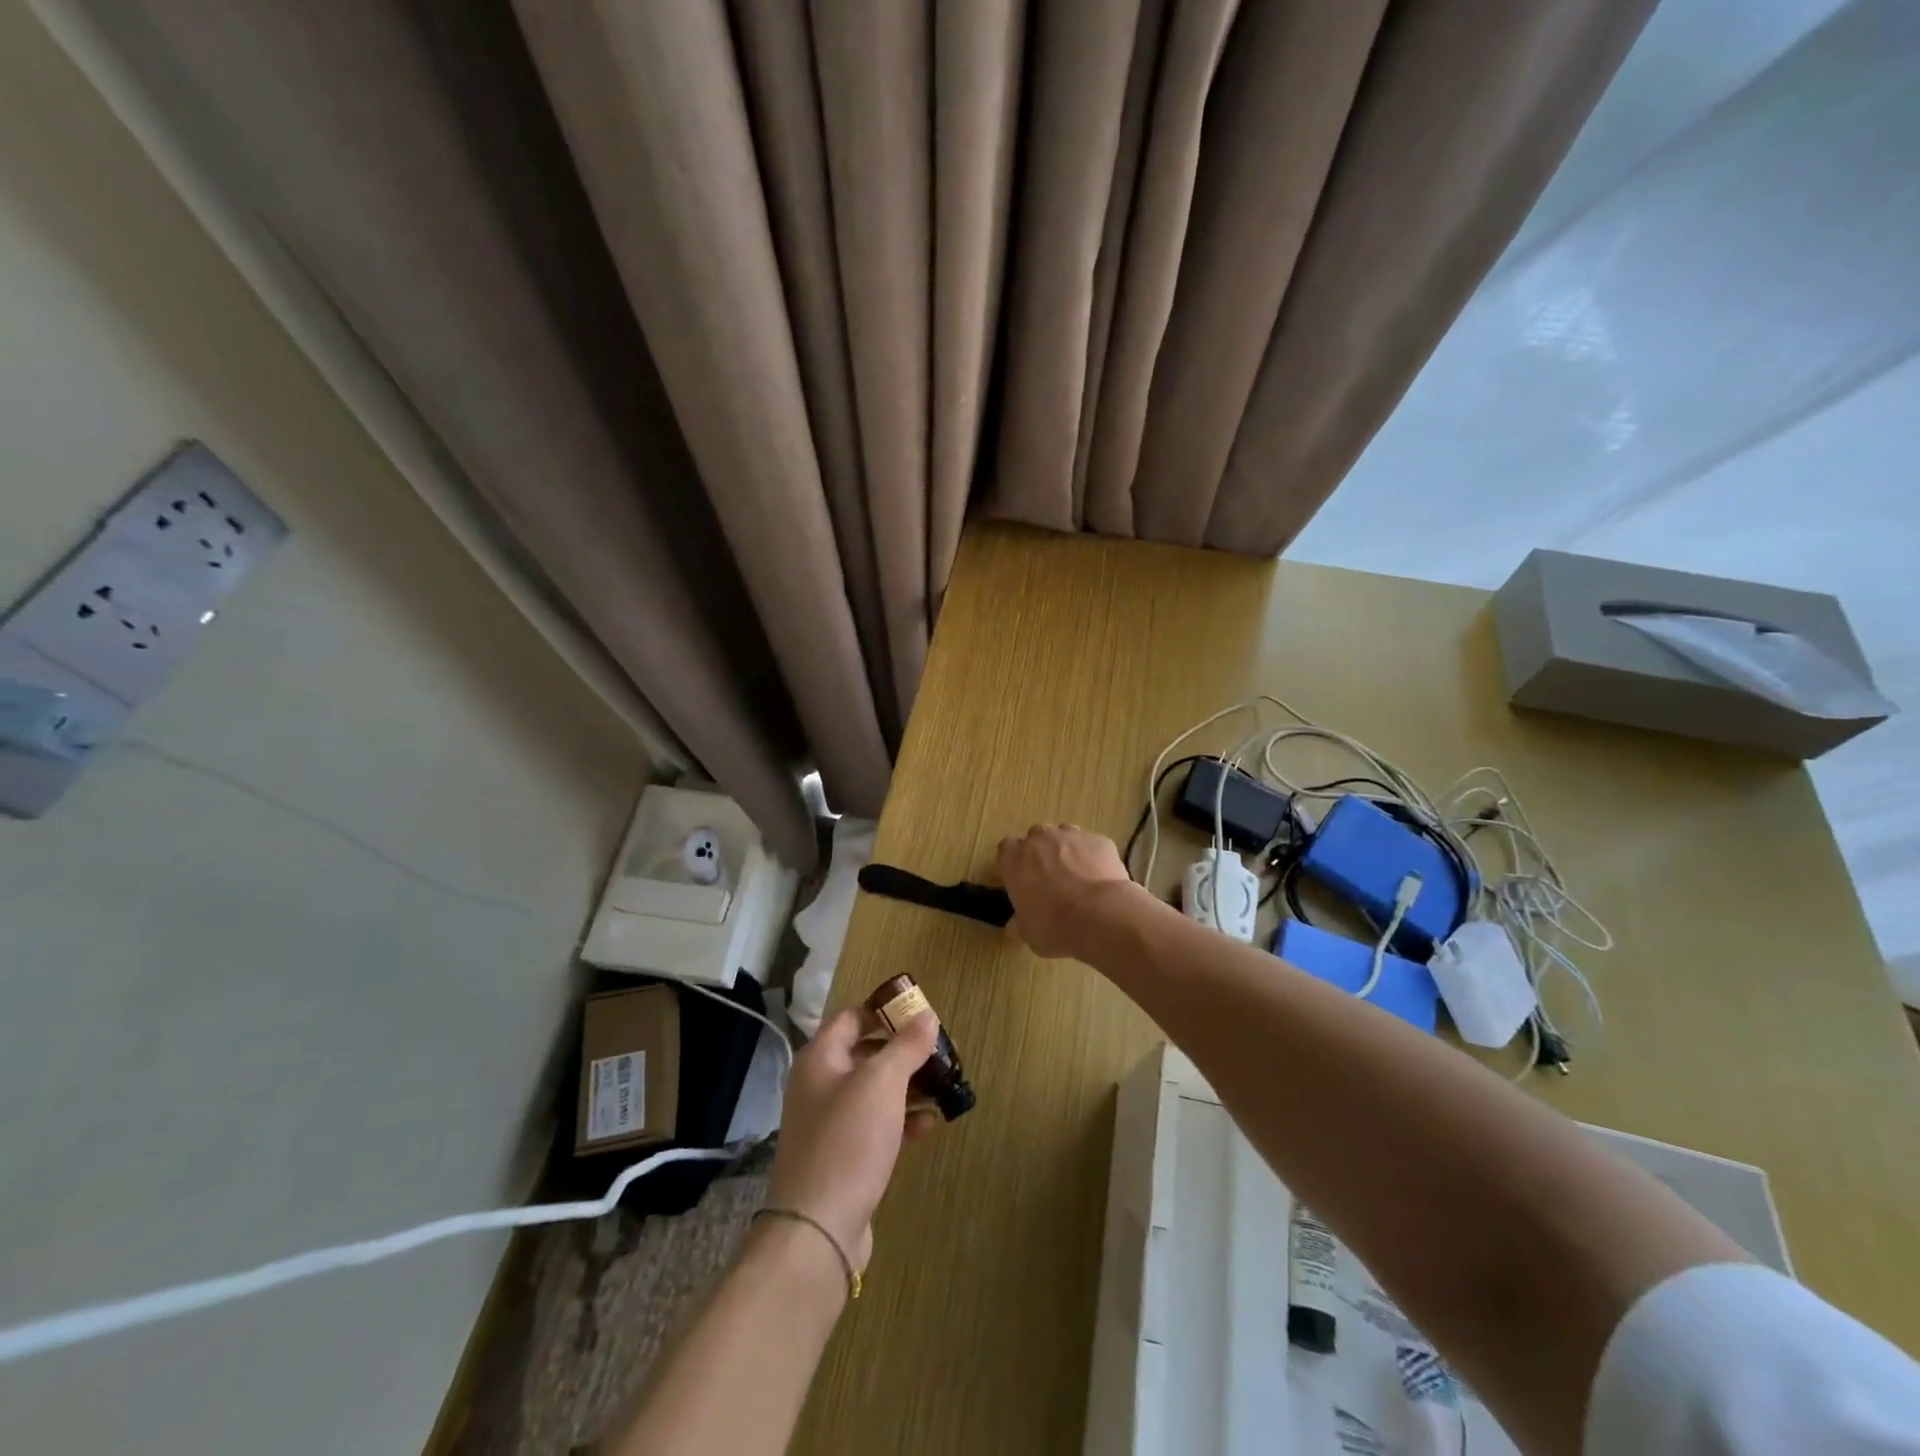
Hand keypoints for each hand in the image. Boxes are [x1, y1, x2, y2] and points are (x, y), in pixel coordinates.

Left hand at [768, 1008, 941, 1274]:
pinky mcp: (844, 1157)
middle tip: (940, 1052)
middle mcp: (820, 1085)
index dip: (884, 1011)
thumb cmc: (848, 1140)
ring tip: (944, 1086)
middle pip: (865, 1054)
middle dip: (903, 1051)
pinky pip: (876, 1126)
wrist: (817, 1229)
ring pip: (874, 1092)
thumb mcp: (882, 1083)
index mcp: (820, 1058)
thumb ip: (906, 1046)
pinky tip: (930, 1123)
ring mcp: (830, 1124)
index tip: (920, 1015)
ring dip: (908, 1087)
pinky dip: (902, 1120)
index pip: (852, 1018)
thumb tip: (926, 1015)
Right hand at [997, 823, 1149, 959]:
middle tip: (1050, 879)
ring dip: (1067, 851)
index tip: (1021, 879)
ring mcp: (1072, 836)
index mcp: (1015, 859)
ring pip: (1065, 835)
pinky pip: (1092, 845)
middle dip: (1042, 853)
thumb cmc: (1055, 926)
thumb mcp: (1029, 933)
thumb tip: (1014, 926)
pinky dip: (1093, 858)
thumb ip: (1020, 923)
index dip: (1015, 863)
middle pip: (1036, 837)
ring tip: (1078, 877)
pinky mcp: (1099, 840)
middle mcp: (1040, 839)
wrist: (1101, 916)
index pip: (1006, 849)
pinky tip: (1100, 879)